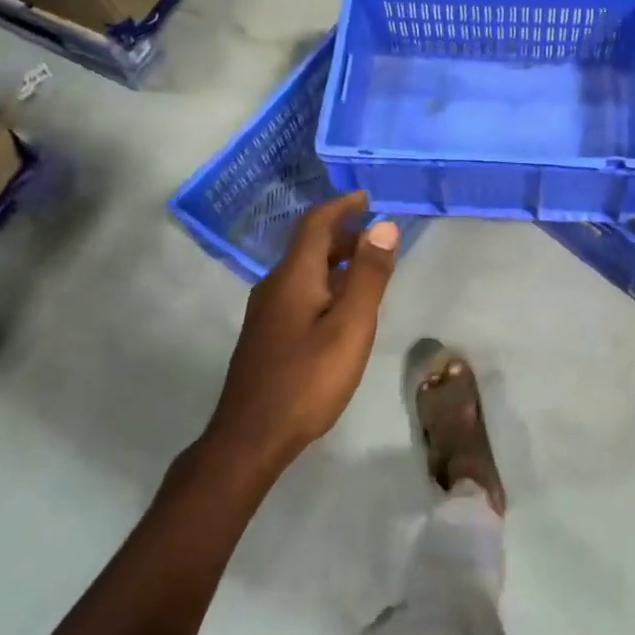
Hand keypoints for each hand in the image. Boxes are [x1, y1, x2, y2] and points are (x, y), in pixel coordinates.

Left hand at [206, 192, 399, 472]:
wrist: (250, 437)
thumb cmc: (307, 379)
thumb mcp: (350, 327)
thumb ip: (369, 276)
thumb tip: (384, 226)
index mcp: (294, 276)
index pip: (316, 224)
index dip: (341, 206)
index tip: (367, 197)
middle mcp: (275, 285)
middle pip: (309, 246)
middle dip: (343, 234)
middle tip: (378, 236)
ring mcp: (267, 311)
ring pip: (304, 271)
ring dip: (336, 260)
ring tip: (368, 269)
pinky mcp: (267, 334)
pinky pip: (299, 292)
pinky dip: (326, 284)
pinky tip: (342, 308)